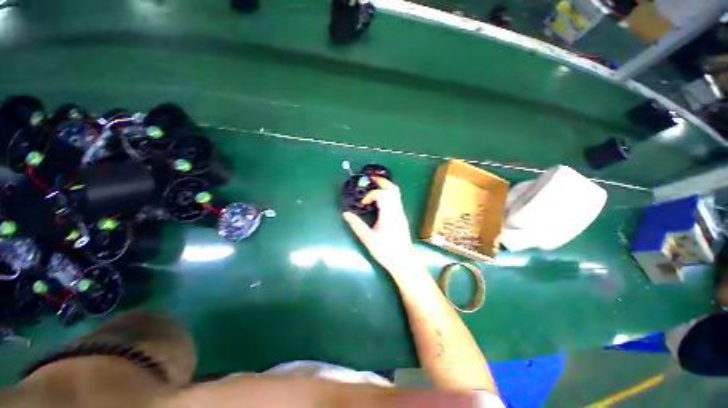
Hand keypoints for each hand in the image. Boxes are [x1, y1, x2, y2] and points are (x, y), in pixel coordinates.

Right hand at [342, 177, 415, 274]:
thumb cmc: (386, 251)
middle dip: (382, 181)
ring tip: (374, 185)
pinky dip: (388, 193)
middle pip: (393, 189)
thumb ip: (357, 225)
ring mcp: (401, 213)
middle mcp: (397, 211)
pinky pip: (396, 199)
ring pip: (396, 193)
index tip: (363, 203)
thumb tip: (346, 214)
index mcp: (389, 215)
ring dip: (386, 186)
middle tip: (371, 179)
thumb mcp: (368, 239)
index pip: (382, 194)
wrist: (404, 261)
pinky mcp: (401, 216)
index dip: (371, 195)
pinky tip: (380, 199)